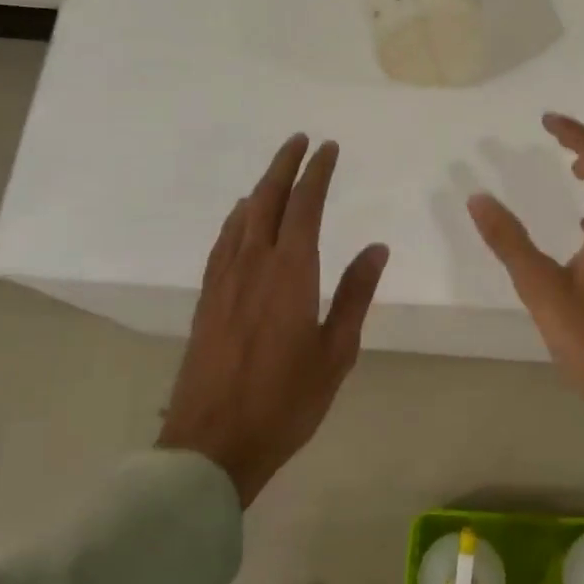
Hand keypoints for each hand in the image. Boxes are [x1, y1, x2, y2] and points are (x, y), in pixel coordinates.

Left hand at [158, 135, 389, 505]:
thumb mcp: (336, 352)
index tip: (328, 148)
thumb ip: (355, 295)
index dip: (316, 173)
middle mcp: (254, 264)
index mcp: (291, 273)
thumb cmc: (286, 401)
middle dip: (285, 165)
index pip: (305, 206)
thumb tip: (376, 248)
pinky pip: (223, 242)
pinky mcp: (207, 298)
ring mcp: (224, 280)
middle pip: (268, 199)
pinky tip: (240, 217)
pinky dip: (236, 218)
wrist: (213, 442)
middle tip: (300, 141)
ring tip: (276, 172)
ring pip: (242, 217)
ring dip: (261, 187)